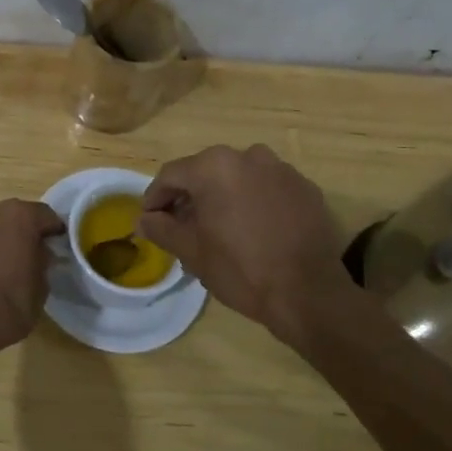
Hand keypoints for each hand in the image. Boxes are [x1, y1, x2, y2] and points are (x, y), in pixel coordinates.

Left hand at [0, 199, 65, 361]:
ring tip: (11, 261)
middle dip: (27, 231)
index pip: (47, 216)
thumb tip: (40, 254)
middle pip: (18, 215)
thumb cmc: (10, 303)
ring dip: (4, 237)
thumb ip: (43, 261)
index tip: (59, 247)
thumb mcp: (42, 286)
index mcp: (22, 215)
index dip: (54, 232)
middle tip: (35, 253)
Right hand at [139, 144, 356, 346]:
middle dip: (191, 197)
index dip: (155, 198)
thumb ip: (162, 229)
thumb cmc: (241, 269)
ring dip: (224, 197)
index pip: (171, 175)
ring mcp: (281, 170)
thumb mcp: (191, 251)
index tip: (151, 220)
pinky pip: (268, 188)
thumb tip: (143, 219)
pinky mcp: (306, 188)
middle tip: (183, 228)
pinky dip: (255, 202)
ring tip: (220, 229)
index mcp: (214, 166)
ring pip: (239, 178)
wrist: (309, 294)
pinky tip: (255, 230)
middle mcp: (248, 156)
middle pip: (206, 172)